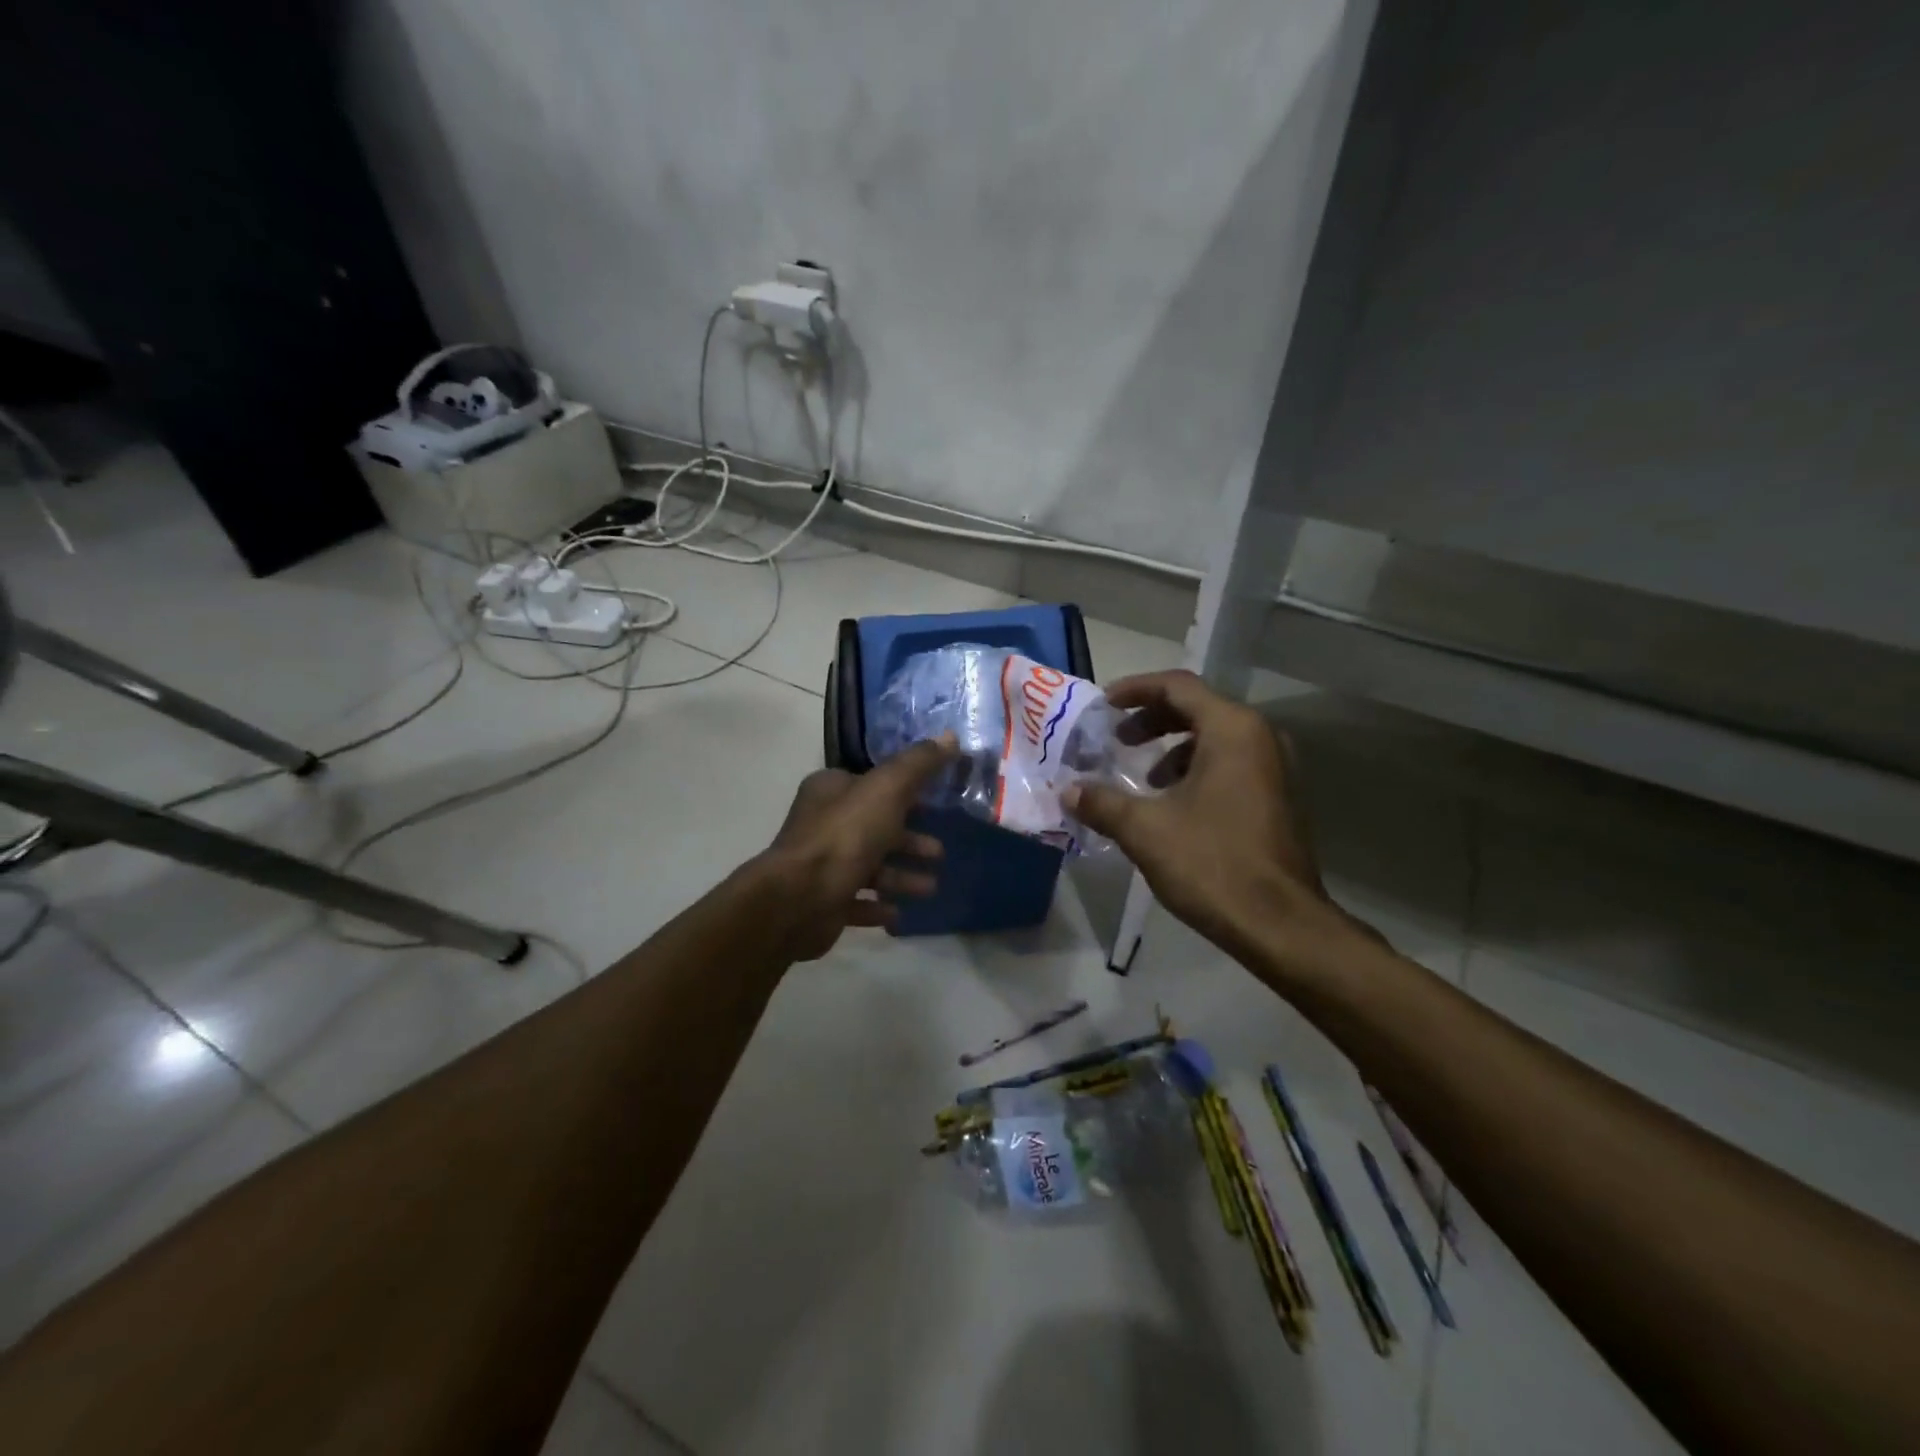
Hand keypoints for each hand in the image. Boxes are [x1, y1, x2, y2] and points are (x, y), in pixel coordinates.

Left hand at [759, 736, 955, 960]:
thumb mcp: (888, 789)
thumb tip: (951, 736)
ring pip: (870, 866)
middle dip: (909, 840)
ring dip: (901, 876)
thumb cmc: (845, 836)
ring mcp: (821, 865)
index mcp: (831, 790)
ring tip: (930, 888)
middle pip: (874, 827)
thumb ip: (919, 764)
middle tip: (939, 852)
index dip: (906, 793)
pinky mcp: (822, 901)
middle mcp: (822, 823)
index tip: (936, 804)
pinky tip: (898, 913)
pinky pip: (857, 901)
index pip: (873, 784)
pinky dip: (878, 906)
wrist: (799, 899)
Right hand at [1062, 670, 1348, 959]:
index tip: (1103, 705)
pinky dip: (1197, 769)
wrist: (1280, 924)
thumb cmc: (1212, 864)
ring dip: (1174, 748)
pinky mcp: (1278, 797)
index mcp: (1232, 730)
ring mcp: (1275, 768)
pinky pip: (1231, 763)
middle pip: (1198, 708)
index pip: (1178, 686)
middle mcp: (1260, 738)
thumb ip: (1102, 803)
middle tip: (1118, 739)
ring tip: (1144, 778)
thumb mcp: (1144, 830)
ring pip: (1215, 738)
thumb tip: (1068, 792)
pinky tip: (1174, 805)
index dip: (1135, 689)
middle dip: (1152, 719)